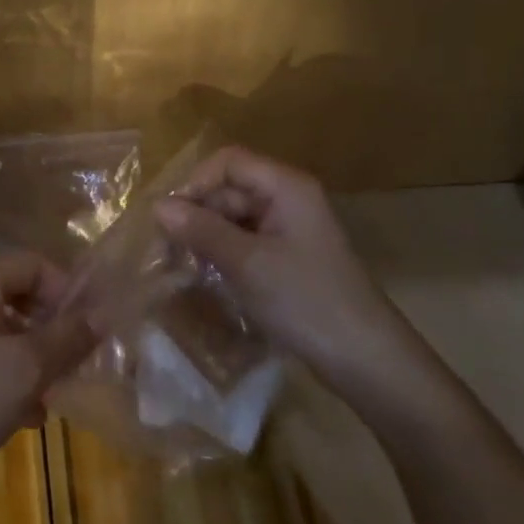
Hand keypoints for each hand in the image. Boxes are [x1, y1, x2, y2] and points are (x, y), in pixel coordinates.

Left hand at [0, 253, 93, 505]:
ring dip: (28, 359)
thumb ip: (68, 338)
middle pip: (18, 295)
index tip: (90, 338)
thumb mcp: (25, 370)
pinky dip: (0, 373)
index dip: (70, 296)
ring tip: (48, 401)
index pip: (37, 265)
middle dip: (50, 333)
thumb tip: (101, 314)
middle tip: (72, 372)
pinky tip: (17, 416)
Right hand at [152, 146, 400, 380]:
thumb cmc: (306, 301)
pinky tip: (209, 279)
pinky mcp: (291, 258)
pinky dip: (225, 255)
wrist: (366, 360)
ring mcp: (292, 229)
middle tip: (168, 252)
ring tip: (183, 268)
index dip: (195, 183)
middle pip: (230, 189)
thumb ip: (201, 230)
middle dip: (198, 214)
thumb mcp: (246, 263)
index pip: (228, 162)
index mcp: (286, 186)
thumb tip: (157, 206)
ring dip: (207, 237)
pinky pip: (248, 242)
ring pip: (236, 218)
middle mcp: (289, 198)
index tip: (170, 219)